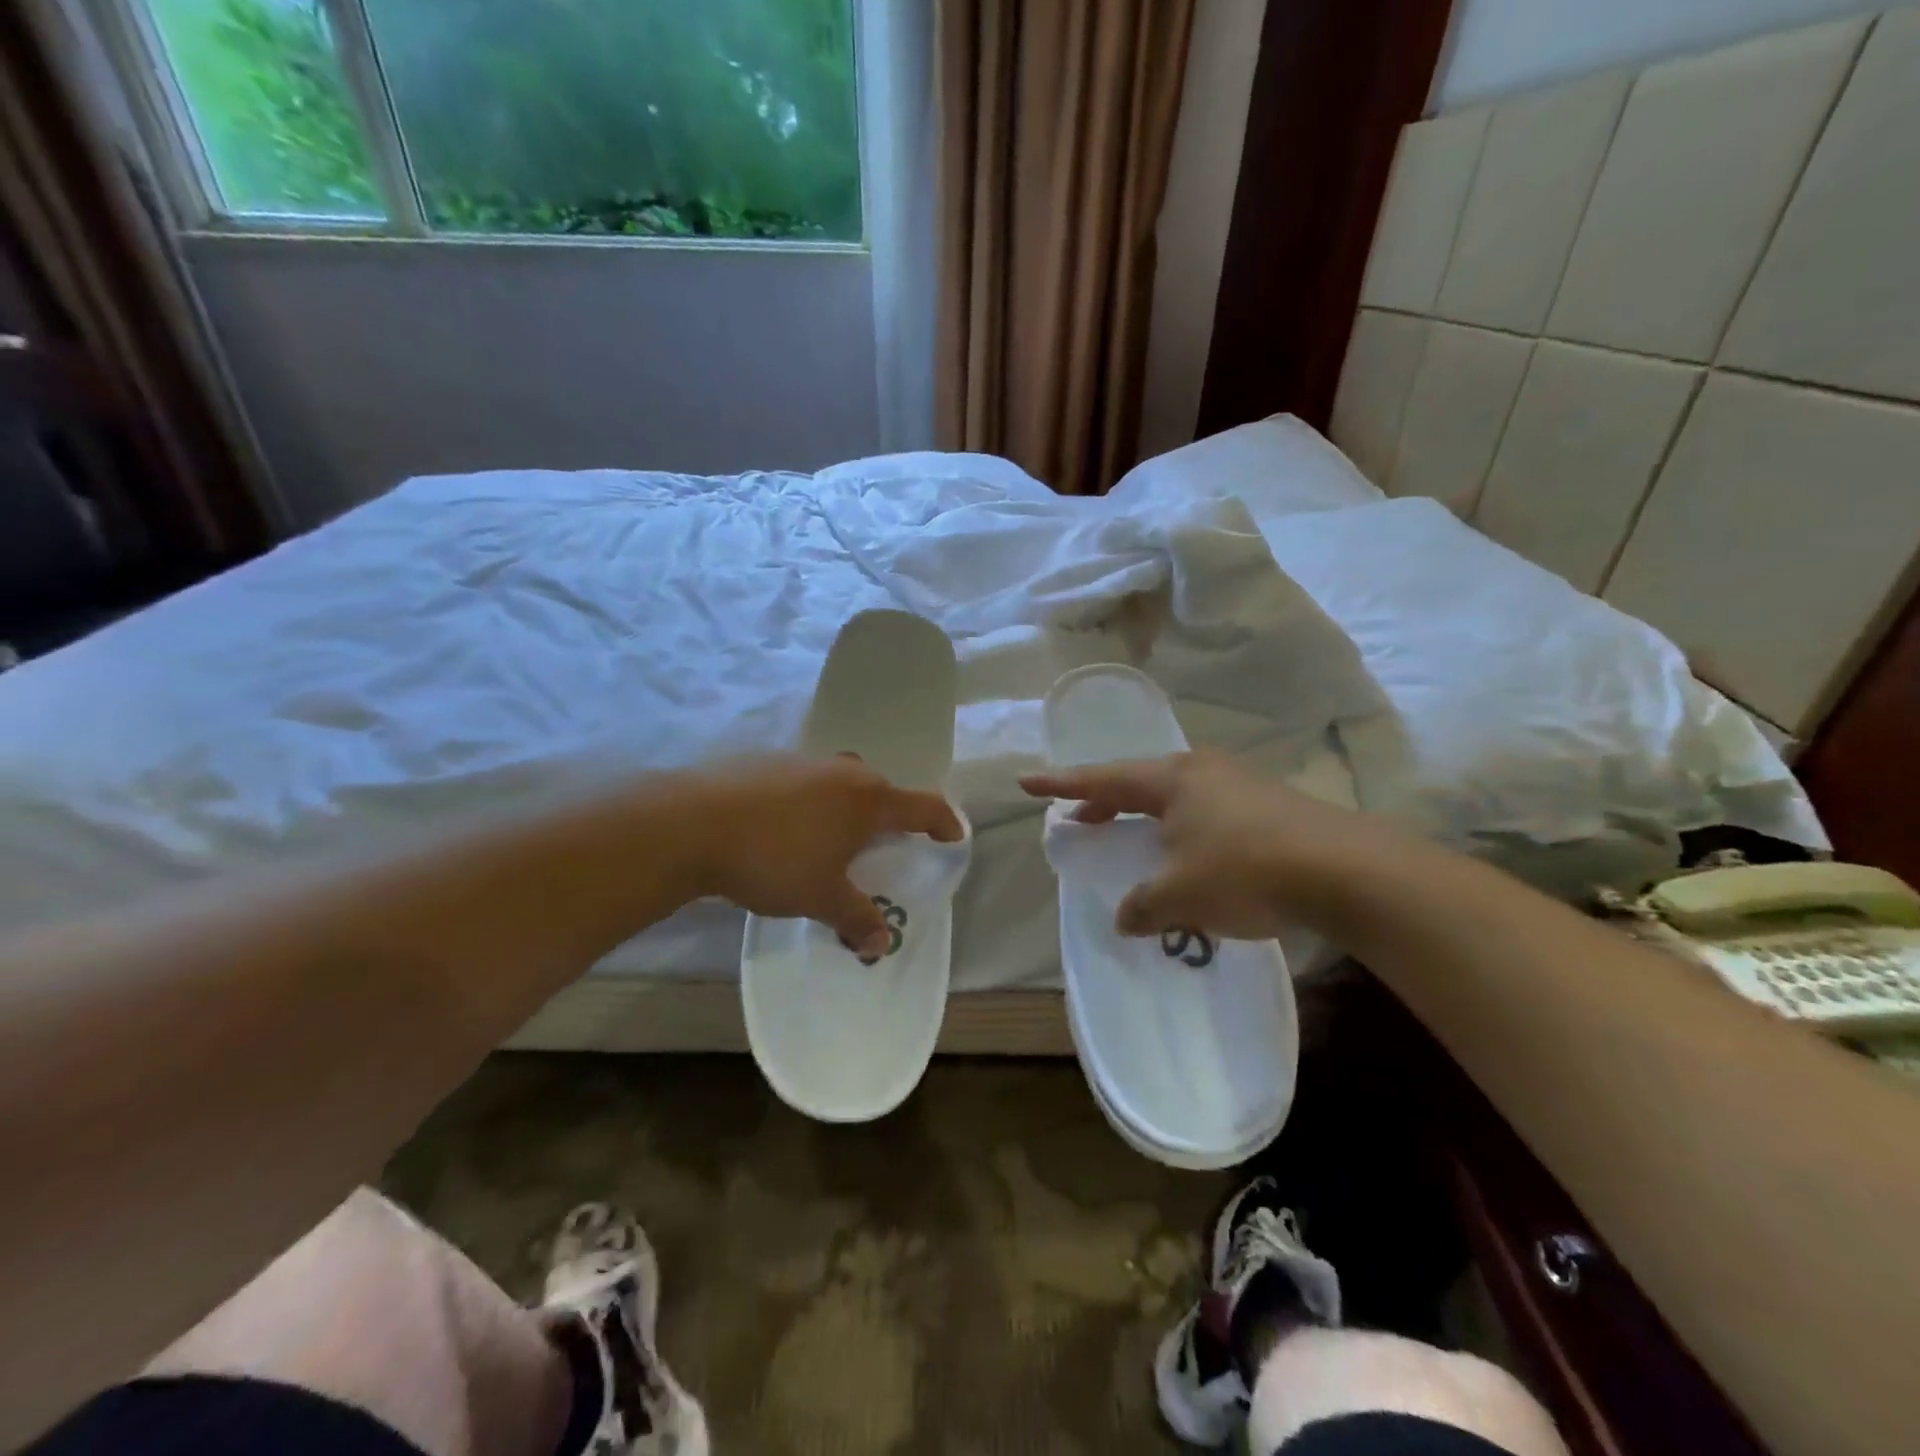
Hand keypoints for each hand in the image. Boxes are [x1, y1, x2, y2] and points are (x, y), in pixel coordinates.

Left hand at [683, 755, 963, 957]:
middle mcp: (843, 771)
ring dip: (846, 807)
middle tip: (884, 846)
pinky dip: (810, 802)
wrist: (692, 823)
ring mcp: (803, 761)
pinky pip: (806, 782)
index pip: (923, 807)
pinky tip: (785, 827)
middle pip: (882, 790)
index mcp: (868, 799)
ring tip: (832, 838)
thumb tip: (881, 944)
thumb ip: (856, 918)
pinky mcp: (767, 762)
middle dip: (889, 816)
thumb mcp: (821, 897)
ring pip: (841, 782)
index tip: (953, 836)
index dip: (943, 823)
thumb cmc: (774, 859)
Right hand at [1020, 749, 1381, 940]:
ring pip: (1174, 798)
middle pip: (1138, 782)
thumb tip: (1126, 918)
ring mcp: (1238, 785)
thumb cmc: (1244, 870)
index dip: (1060, 784)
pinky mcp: (1267, 807)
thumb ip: (1143, 906)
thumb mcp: (1180, 895)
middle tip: (1080, 818)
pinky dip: (1180, 831)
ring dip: (1145, 818)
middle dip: (1105, 801)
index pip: (1102, 779)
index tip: (1026, 781)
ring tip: (1131, 838)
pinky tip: (1187, 856)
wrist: (1344, 870)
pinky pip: (1204, 813)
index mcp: (1172, 779)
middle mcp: (1202, 772)